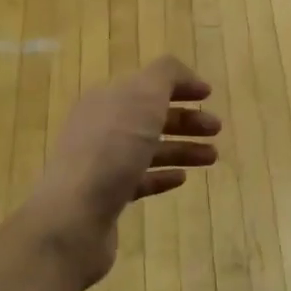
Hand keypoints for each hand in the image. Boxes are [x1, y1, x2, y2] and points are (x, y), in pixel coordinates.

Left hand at [25, 56, 220, 287]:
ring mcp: (102, 163)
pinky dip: (163, 175)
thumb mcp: (143, 97)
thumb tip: (183, 74)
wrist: (74, 215)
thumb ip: (166, 76)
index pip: (147, 84)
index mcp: (107, 99)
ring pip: (149, 149)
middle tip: (216, 129)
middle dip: (185, 120)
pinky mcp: (107, 197)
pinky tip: (182, 178)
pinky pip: (140, 180)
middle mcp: (101, 127)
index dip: (178, 85)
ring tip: (212, 157)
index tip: (209, 94)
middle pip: (149, 117)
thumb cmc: (112, 148)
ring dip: (182, 149)